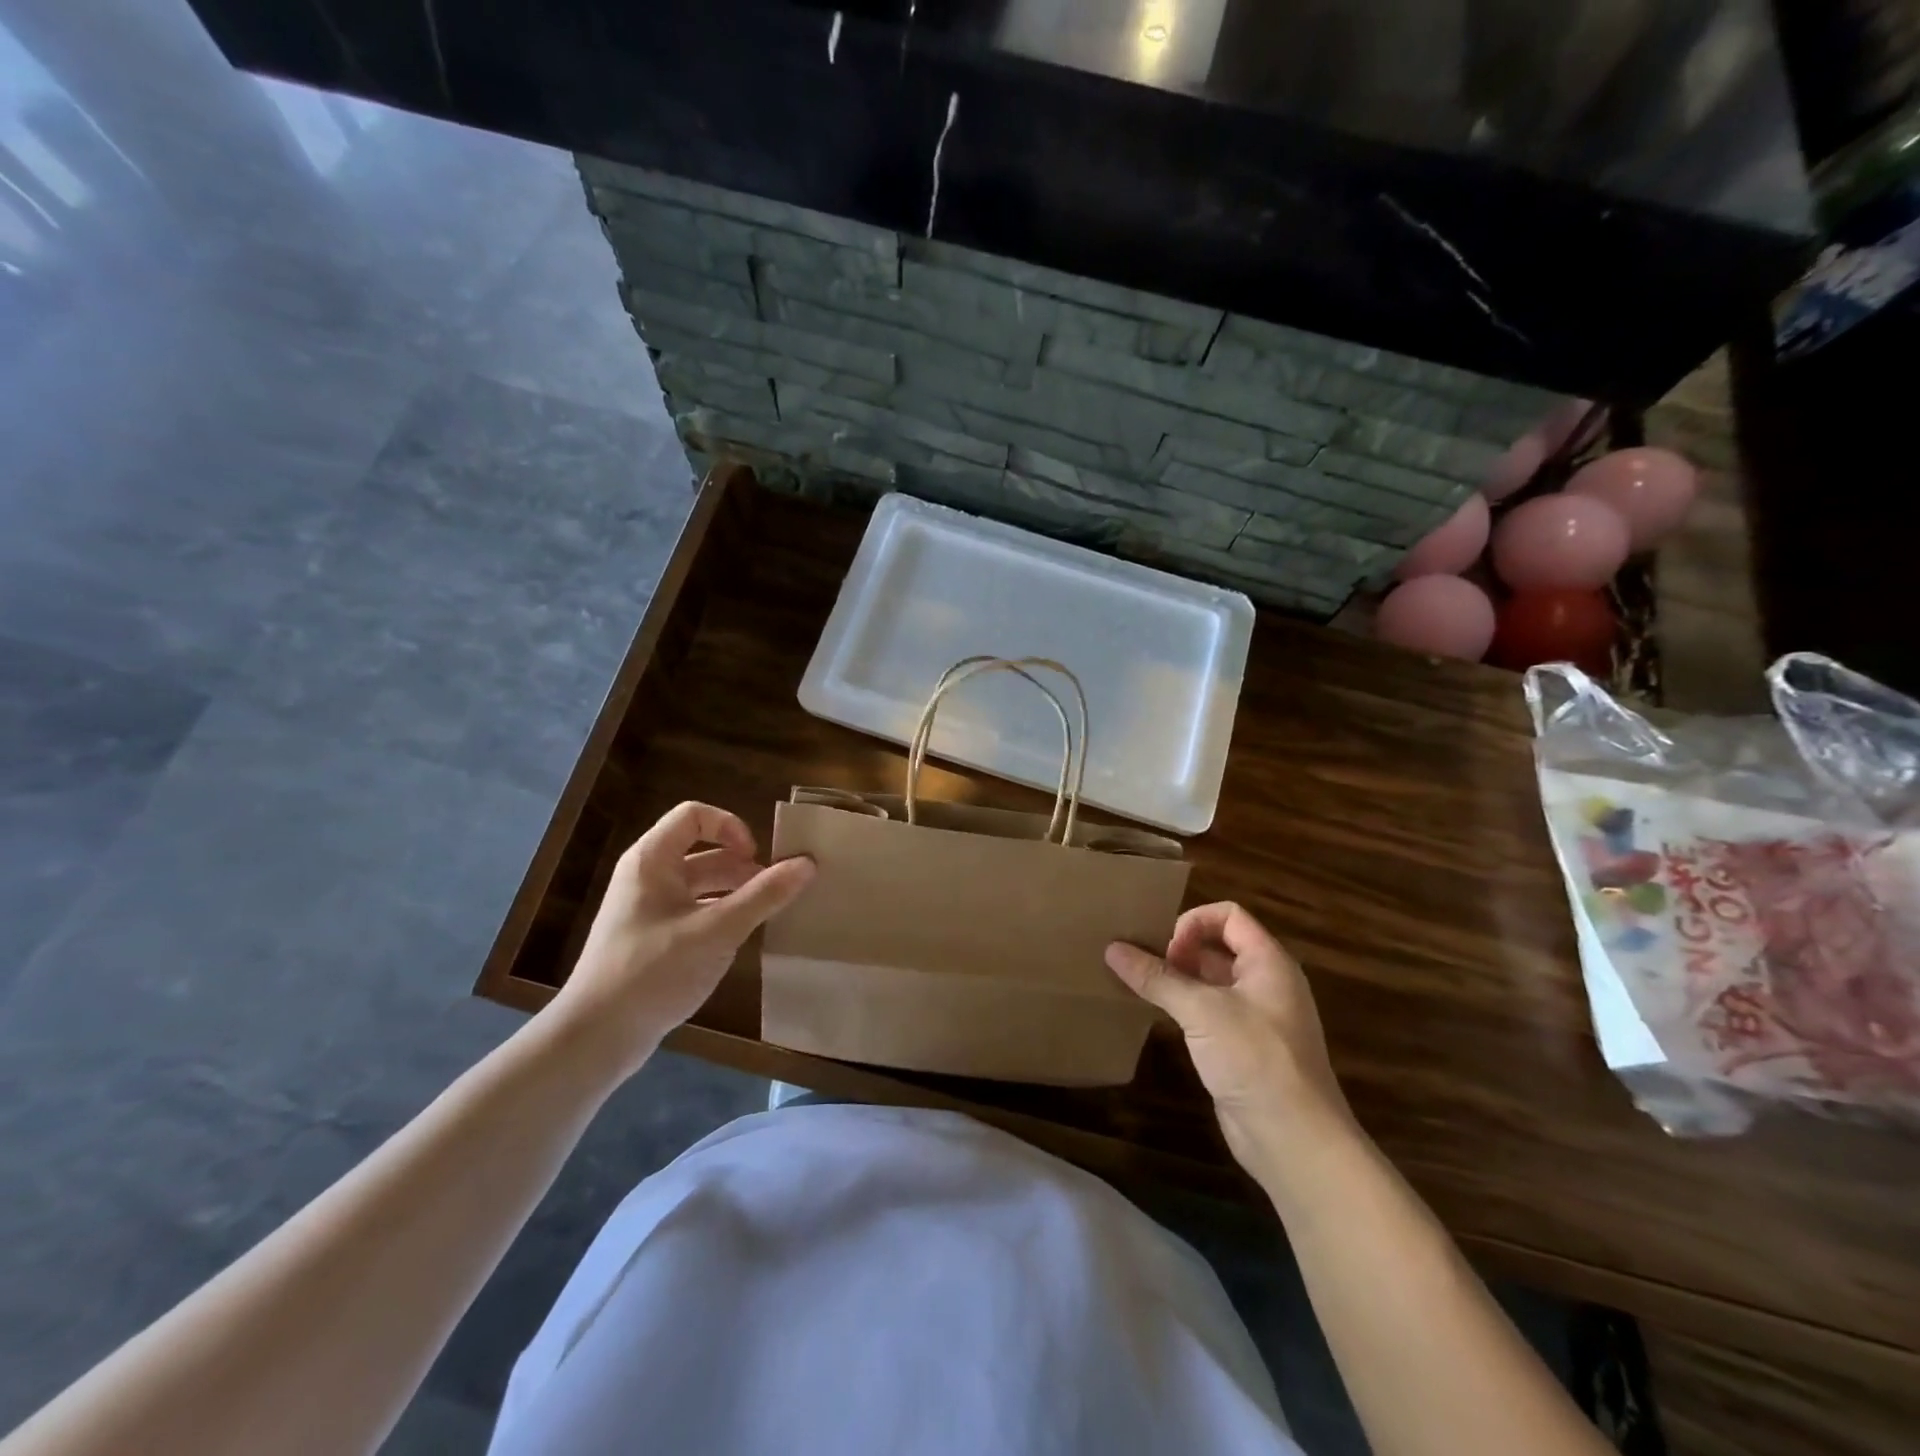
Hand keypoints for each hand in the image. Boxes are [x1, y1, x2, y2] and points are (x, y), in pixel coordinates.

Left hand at [549, 802, 814, 1076]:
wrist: (595, 1038)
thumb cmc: (653, 972)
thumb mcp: (717, 931)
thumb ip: (764, 895)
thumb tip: (808, 862)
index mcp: (652, 860)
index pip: (695, 816)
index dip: (731, 827)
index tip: (757, 858)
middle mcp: (648, 877)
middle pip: (703, 851)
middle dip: (743, 865)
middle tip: (778, 889)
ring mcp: (648, 909)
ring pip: (701, 884)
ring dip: (736, 892)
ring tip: (769, 914)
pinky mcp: (652, 939)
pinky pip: (694, 911)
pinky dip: (722, 916)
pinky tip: (743, 939)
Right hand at [1106, 902, 1352, 1178]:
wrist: (1293, 1139)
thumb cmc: (1254, 1058)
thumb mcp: (1201, 1010)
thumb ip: (1157, 977)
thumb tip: (1112, 948)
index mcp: (1268, 962)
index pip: (1229, 916)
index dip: (1194, 922)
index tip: (1167, 948)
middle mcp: (1265, 982)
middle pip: (1218, 946)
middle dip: (1180, 949)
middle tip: (1145, 965)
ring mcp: (1255, 1017)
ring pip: (1211, 981)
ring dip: (1178, 979)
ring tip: (1139, 984)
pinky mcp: (1242, 1047)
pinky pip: (1208, 1012)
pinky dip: (1183, 1007)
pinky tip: (1156, 1016)